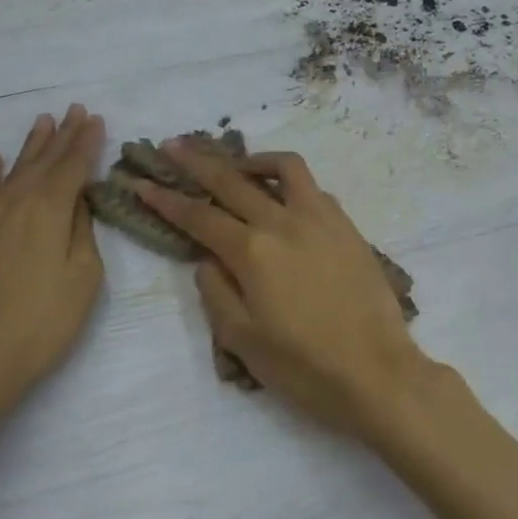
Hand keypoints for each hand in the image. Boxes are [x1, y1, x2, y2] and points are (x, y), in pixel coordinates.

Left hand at [0, 105, 105, 425]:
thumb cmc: (41, 325)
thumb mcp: (82, 279)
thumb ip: (81, 233)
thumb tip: (77, 203)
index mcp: (48, 211)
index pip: (72, 167)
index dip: (85, 143)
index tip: (94, 119)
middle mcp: (13, 204)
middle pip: (41, 163)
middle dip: (61, 136)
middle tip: (73, 111)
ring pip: (9, 173)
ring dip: (28, 147)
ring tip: (41, 122)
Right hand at [137, 144, 432, 440]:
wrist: (378, 373)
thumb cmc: (305, 367)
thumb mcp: (243, 341)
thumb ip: (216, 293)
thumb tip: (207, 259)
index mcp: (253, 252)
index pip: (199, 216)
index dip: (165, 198)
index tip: (139, 181)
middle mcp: (285, 223)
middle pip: (233, 180)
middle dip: (197, 160)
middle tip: (173, 145)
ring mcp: (323, 220)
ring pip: (284, 168)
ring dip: (253, 160)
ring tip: (237, 165)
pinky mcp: (349, 228)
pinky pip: (314, 190)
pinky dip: (291, 184)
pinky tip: (284, 199)